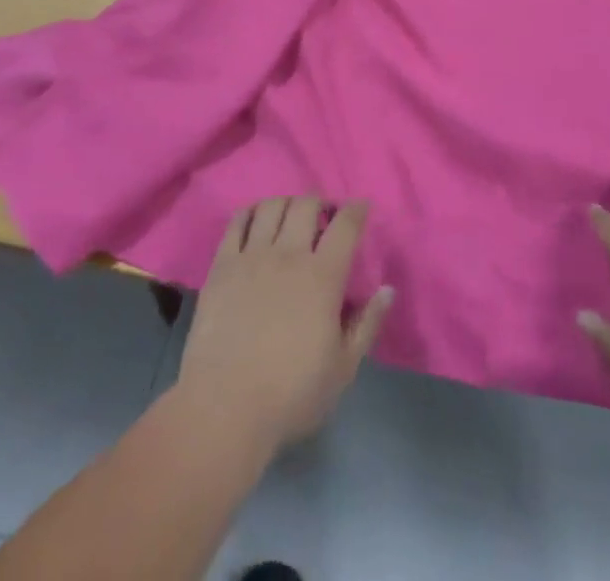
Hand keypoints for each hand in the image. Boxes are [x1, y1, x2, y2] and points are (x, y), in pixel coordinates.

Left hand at [176, 197, 394, 458]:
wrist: (224, 408)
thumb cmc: (291, 394)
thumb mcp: (343, 368)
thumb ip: (368, 324)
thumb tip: (388, 289)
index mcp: (323, 277)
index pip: (345, 225)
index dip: (356, 210)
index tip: (360, 207)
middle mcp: (288, 255)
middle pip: (306, 205)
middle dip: (319, 202)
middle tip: (323, 216)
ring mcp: (252, 256)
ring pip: (272, 206)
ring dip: (286, 203)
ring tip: (290, 216)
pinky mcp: (222, 265)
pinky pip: (237, 222)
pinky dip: (251, 212)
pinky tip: (256, 221)